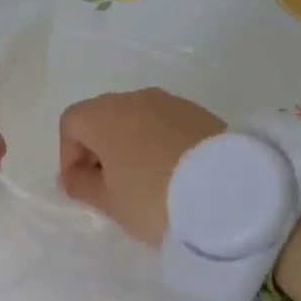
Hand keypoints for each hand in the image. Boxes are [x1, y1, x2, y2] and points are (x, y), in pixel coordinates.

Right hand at [57, 88, 224, 245]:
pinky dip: (159, 143)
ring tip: (144, 181)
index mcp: (104, 115)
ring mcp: (171, 102)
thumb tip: (73, 175)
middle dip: (99, 148)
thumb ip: (82, 185)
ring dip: (131, 145)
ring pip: (136, 119)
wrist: (231, 193)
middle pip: (103, 117)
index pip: (71, 123)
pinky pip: (165, 124)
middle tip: (110, 185)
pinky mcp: (201, 113)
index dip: (68, 154)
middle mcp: (135, 98)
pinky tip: (172, 173)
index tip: (82, 186)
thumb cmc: (154, 198)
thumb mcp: (109, 202)